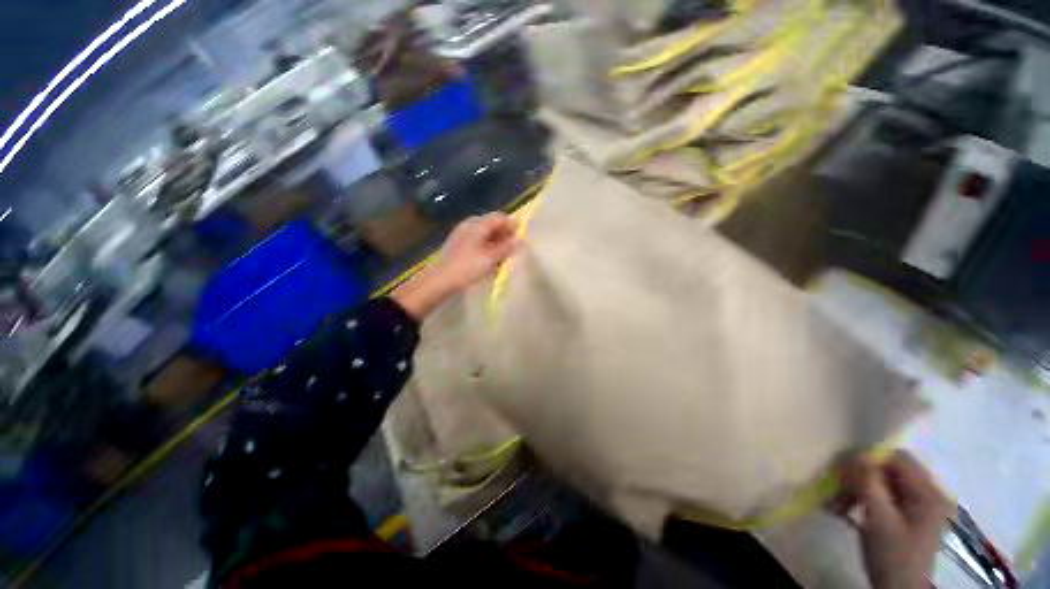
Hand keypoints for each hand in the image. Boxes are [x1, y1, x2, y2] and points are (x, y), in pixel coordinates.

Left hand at [392, 213, 519, 319]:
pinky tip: (491, 259)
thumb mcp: (490, 258)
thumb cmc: (467, 267)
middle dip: (505, 234)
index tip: (522, 236)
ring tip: (505, 255)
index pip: (499, 217)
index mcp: (477, 224)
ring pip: (485, 234)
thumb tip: (521, 240)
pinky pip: (478, 241)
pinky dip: (487, 247)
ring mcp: (462, 234)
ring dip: (496, 242)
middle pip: (492, 224)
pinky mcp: (459, 245)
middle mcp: (469, 225)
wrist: (440, 280)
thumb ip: (506, 247)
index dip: (512, 225)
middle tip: (514, 247)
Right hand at [834, 451, 954, 588]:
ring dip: (857, 488)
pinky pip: (883, 495)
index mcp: (927, 492)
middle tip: (835, 488)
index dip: (869, 458)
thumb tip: (856, 452)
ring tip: (837, 503)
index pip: (897, 458)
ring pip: (882, 482)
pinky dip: (863, 499)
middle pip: (889, 470)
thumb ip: (870, 483)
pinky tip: (845, 509)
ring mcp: (918, 505)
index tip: (842, 469)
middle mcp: (927, 493)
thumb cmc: (892, 556)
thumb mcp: (879, 520)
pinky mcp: (907, 514)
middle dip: (860, 476)